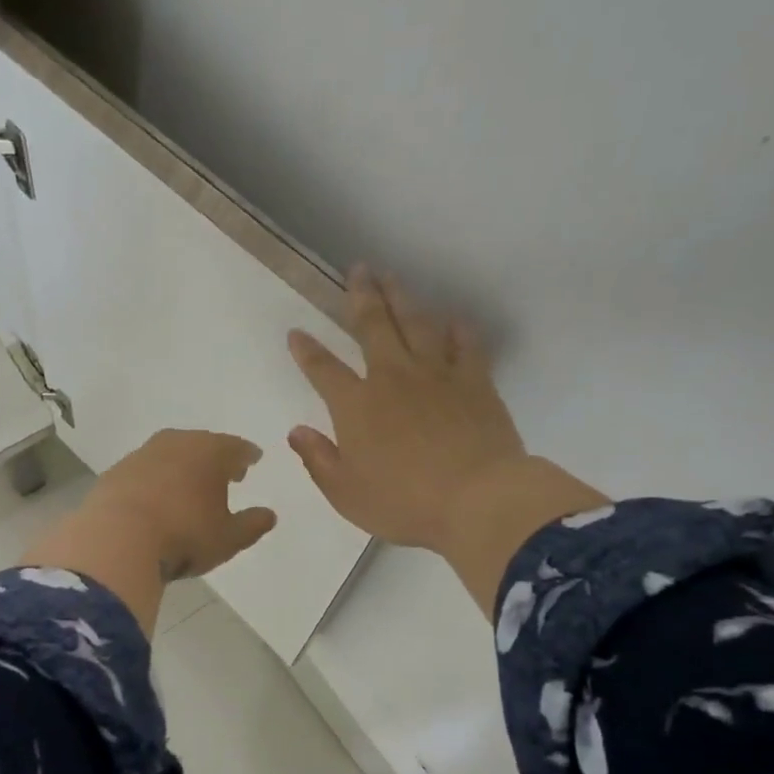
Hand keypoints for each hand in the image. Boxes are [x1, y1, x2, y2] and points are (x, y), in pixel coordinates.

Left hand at [22, 429, 276, 634]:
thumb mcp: (228, 538)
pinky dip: (155, 479)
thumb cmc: (184, 536)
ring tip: (189, 484)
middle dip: (215, 456)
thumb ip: (252, 525)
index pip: (236, 447)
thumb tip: (269, 515)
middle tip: (224, 470)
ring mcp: (142, 454)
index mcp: (211, 452)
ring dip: (182, 466)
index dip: (247, 455)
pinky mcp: (116, 472)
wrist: (117, 538)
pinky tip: (156, 497)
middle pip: (202, 444)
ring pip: (170, 454)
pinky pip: (145, 470)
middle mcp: (177, 443)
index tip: (253, 460)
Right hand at [287, 269, 605, 617]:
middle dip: (361, 296)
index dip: (307, 351)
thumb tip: (297, 431)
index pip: (324, 370)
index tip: (296, 332)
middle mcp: (393, 378)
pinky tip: (452, 320)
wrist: (478, 500)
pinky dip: (457, 330)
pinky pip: (465, 345)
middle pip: (373, 326)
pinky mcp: (475, 381)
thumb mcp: (346, 493)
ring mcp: (437, 375)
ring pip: (416, 324)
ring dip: (402, 298)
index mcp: (357, 406)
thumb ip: (318, 459)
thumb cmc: (403, 502)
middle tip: (357, 270)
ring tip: (392, 277)